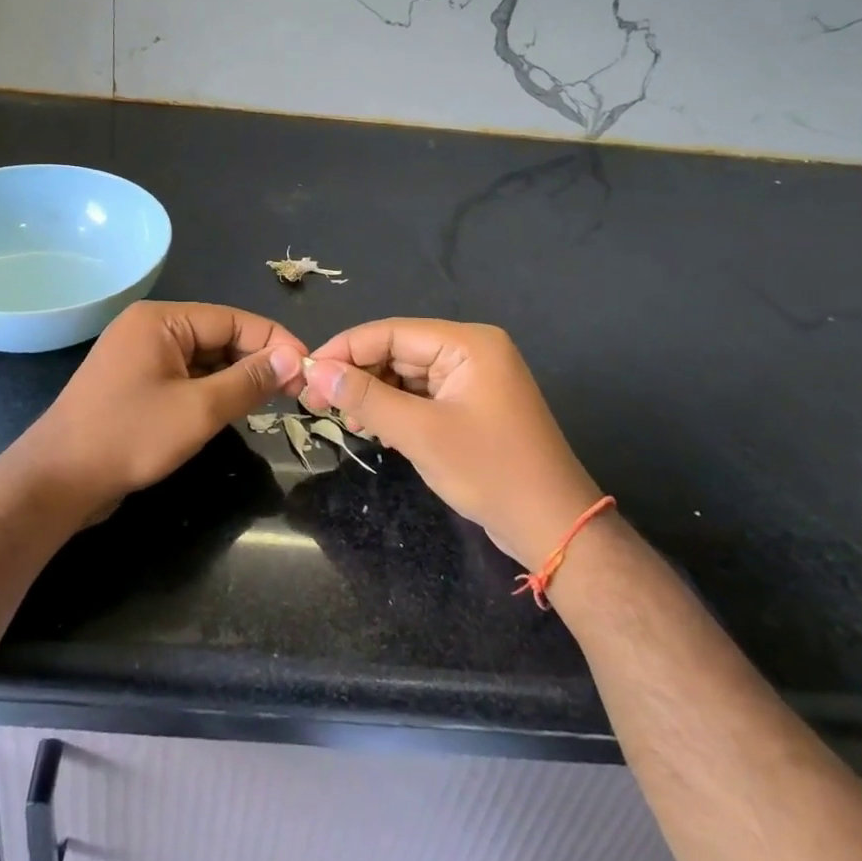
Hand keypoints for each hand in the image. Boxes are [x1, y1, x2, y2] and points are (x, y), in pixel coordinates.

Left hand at [19, 301, 307, 516]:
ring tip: (271, 402)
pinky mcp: (134, 384)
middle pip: (218, 336)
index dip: (274, 342)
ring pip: (203, 359)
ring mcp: (139, 356)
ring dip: (235, 378)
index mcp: (161, 320)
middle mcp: (149, 328)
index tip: (308, 368)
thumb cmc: (129, 437)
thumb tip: (293, 358)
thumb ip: (249, 381)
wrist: (56, 482)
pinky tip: (231, 410)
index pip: (233, 319)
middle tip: (294, 392)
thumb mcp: (199, 410)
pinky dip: (210, 391)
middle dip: (256, 361)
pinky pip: (184, 377)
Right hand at [304, 319, 600, 568]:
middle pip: (398, 351)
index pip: (392, 332)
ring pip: (406, 374)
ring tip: (342, 419)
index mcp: (467, 343)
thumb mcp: (421, 433)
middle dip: (357, 375)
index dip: (346, 349)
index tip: (306, 371)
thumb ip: (366, 398)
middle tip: (315, 400)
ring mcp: (472, 379)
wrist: (555, 528)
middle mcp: (470, 351)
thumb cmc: (490, 472)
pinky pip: (422, 395)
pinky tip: (372, 427)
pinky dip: (394, 409)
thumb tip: (316, 371)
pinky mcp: (470, 405)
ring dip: (373, 394)